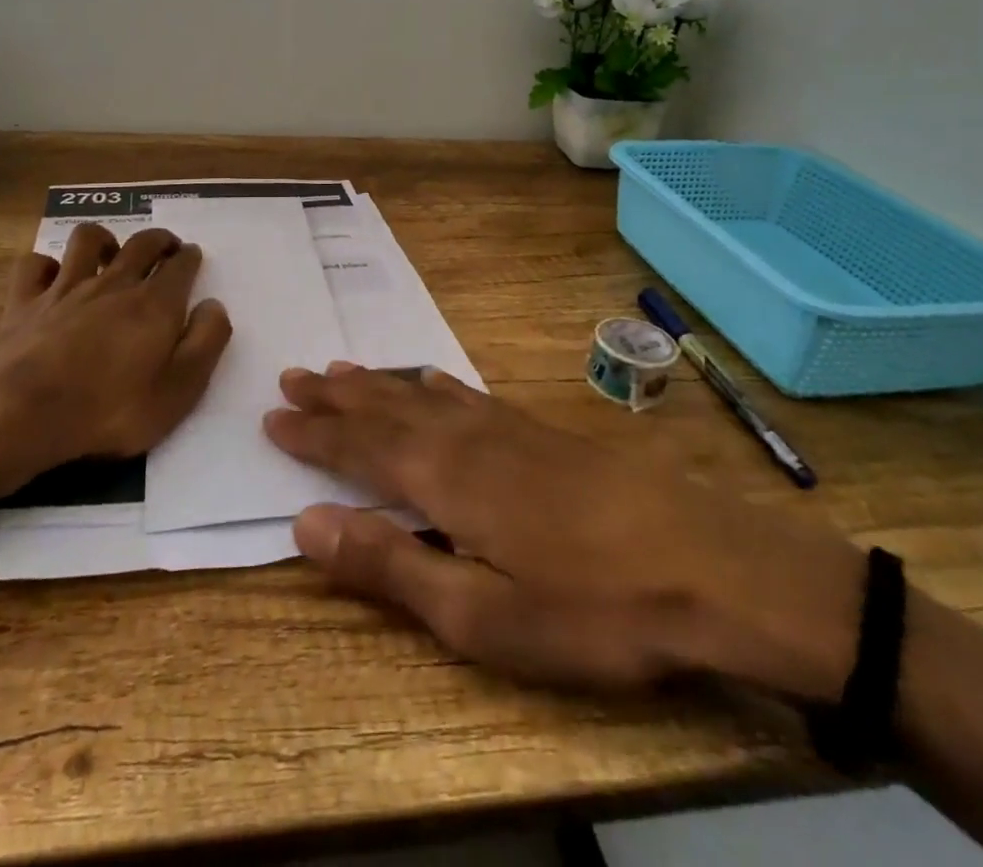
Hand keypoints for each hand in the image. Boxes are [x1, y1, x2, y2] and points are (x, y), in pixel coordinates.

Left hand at [0, 223, 231, 498]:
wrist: (21, 414)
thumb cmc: (110, 410)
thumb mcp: (179, 390)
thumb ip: (206, 343)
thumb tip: (214, 306)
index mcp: (156, 303)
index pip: (181, 265)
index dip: (190, 258)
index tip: (193, 257)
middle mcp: (114, 284)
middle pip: (141, 244)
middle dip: (159, 240)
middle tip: (165, 247)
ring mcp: (65, 289)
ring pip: (88, 240)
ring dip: (104, 239)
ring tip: (110, 254)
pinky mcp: (24, 302)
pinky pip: (35, 265)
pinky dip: (45, 265)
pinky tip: (51, 278)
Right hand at [264, 364, 864, 699]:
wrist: (710, 567)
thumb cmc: (591, 606)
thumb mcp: (480, 615)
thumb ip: (389, 567)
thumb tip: (305, 525)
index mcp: (444, 478)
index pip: (358, 446)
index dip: (313, 432)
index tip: (272, 415)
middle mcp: (466, 436)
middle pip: (386, 406)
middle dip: (336, 395)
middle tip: (294, 375)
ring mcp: (509, 427)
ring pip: (423, 393)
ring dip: (377, 382)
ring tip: (342, 368)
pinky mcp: (544, 430)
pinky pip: (469, 393)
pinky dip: (436, 383)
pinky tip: (432, 378)